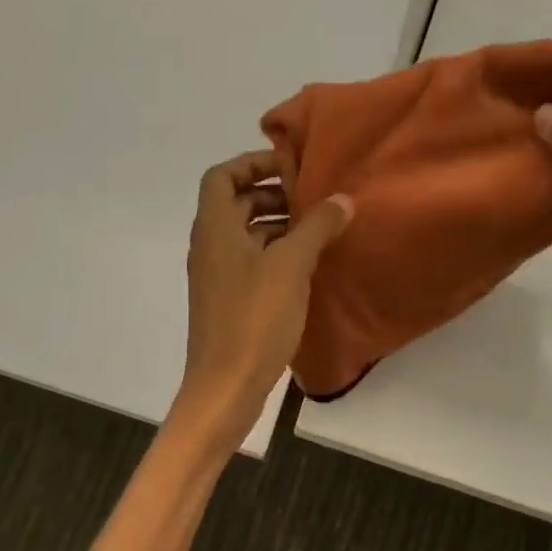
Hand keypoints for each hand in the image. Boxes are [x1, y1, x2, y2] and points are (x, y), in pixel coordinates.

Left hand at [173, 149, 352, 449]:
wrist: (225, 386)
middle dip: (273, 196)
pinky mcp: (228, 303)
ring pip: (245, 236)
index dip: (253, 163)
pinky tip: (307, 269)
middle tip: (314, 202)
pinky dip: (275, 257)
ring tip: (319, 233)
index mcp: (214, 228)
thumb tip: (342, 199)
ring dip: (278, 228)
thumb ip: (316, 227)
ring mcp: (216, 277)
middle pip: (235, 204)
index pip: (222, 175)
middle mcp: (209, 247)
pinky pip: (250, 264)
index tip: (291, 169)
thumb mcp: (291, 267)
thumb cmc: (254, 319)